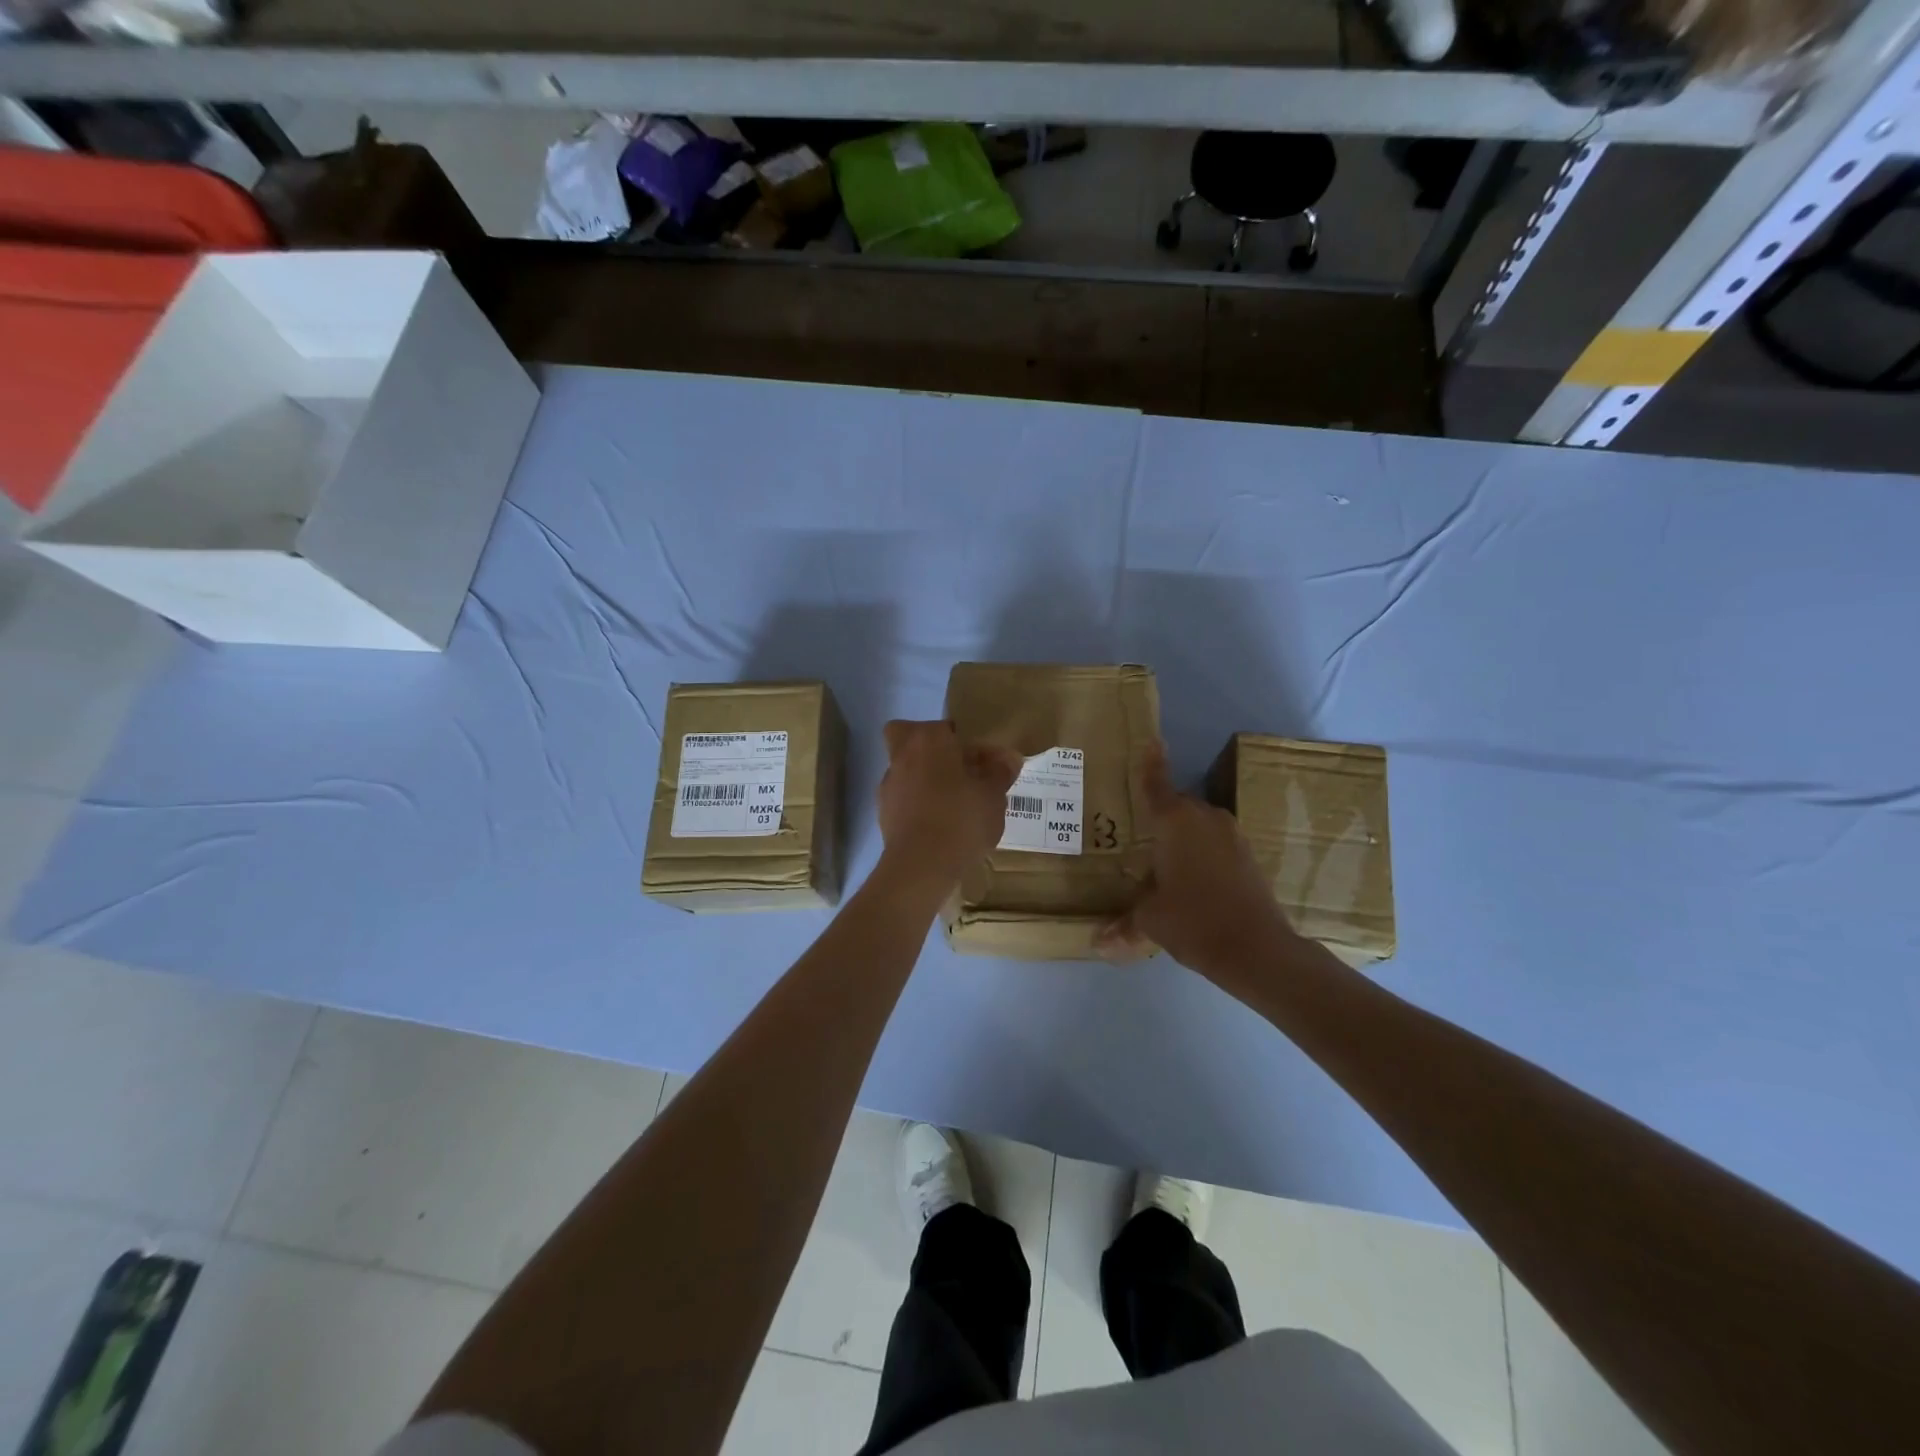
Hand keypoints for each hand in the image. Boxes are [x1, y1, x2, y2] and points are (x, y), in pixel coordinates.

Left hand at [877, 720, 1022, 888]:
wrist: (921, 866)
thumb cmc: (961, 819)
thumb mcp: (993, 795)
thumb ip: (1000, 772)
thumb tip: (1008, 758)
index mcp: (929, 740)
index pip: (947, 727)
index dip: (967, 743)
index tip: (985, 763)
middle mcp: (902, 755)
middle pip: (910, 738)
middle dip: (931, 749)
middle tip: (958, 770)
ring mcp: (889, 784)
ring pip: (906, 768)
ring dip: (926, 779)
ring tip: (957, 804)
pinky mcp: (883, 813)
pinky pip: (905, 798)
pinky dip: (919, 804)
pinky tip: (941, 824)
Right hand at [1099, 741, 1296, 983]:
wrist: (1257, 949)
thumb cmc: (1193, 921)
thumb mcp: (1150, 921)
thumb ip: (1125, 923)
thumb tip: (1099, 943)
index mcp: (1174, 822)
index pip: (1156, 784)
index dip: (1151, 763)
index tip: (1151, 741)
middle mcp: (1204, 818)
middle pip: (1178, 806)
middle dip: (1161, 817)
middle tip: (1140, 833)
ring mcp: (1232, 835)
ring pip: (1200, 826)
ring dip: (1184, 838)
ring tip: (1165, 862)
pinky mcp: (1249, 856)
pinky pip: (1216, 844)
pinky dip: (1203, 854)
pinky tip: (1193, 881)